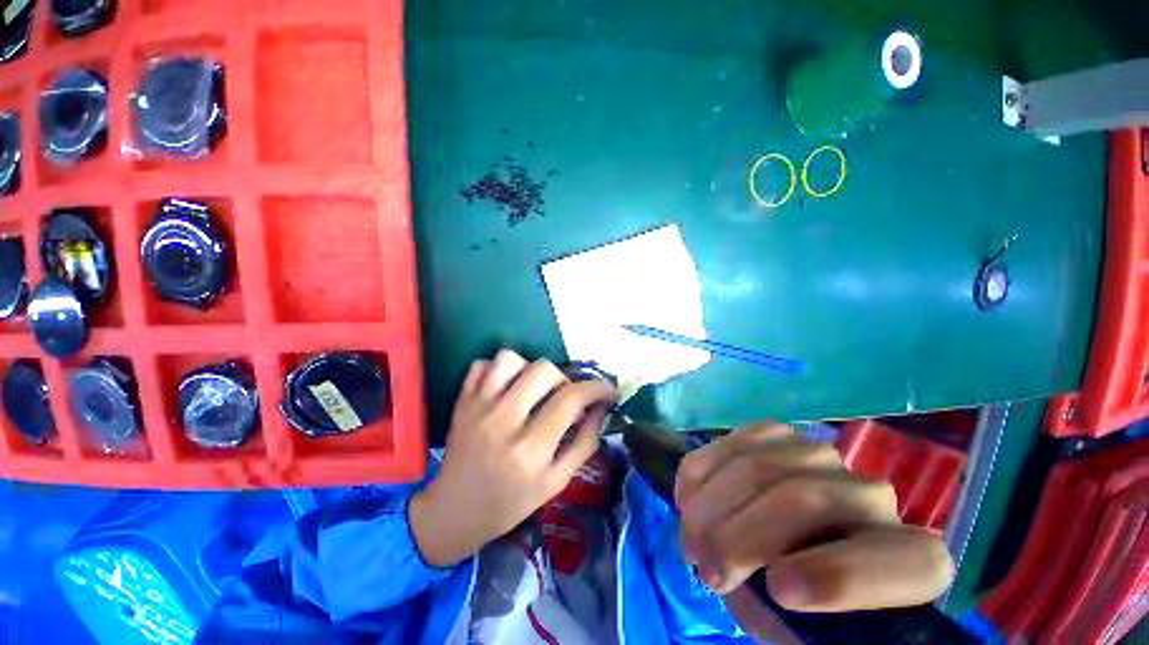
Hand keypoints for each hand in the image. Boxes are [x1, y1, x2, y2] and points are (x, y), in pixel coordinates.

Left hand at [410, 349, 617, 566]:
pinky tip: (506, 388)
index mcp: (531, 449)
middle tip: (562, 397)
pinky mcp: (462, 401)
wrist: (455, 512)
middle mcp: (504, 421)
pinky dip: (498, 370)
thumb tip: (601, 409)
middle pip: (543, 370)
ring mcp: (478, 408)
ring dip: (529, 369)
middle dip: (563, 379)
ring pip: (510, 359)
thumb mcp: (556, 482)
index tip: (608, 390)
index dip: (598, 388)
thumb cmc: (511, 503)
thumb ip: (584, 443)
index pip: (571, 399)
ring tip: (531, 390)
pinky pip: (481, 364)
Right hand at [675, 423, 953, 614]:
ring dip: (711, 505)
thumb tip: (753, 579)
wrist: (789, 549)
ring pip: (757, 465)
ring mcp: (820, 455)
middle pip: (802, 499)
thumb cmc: (802, 606)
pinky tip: (688, 499)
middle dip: (740, 537)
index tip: (777, 591)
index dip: (839, 576)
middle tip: (706, 572)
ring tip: (691, 540)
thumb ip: (786, 609)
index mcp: (911, 561)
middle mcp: (872, 496)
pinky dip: (702, 471)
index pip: (903, 563)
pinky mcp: (777, 434)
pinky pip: (733, 441)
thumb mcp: (797, 627)